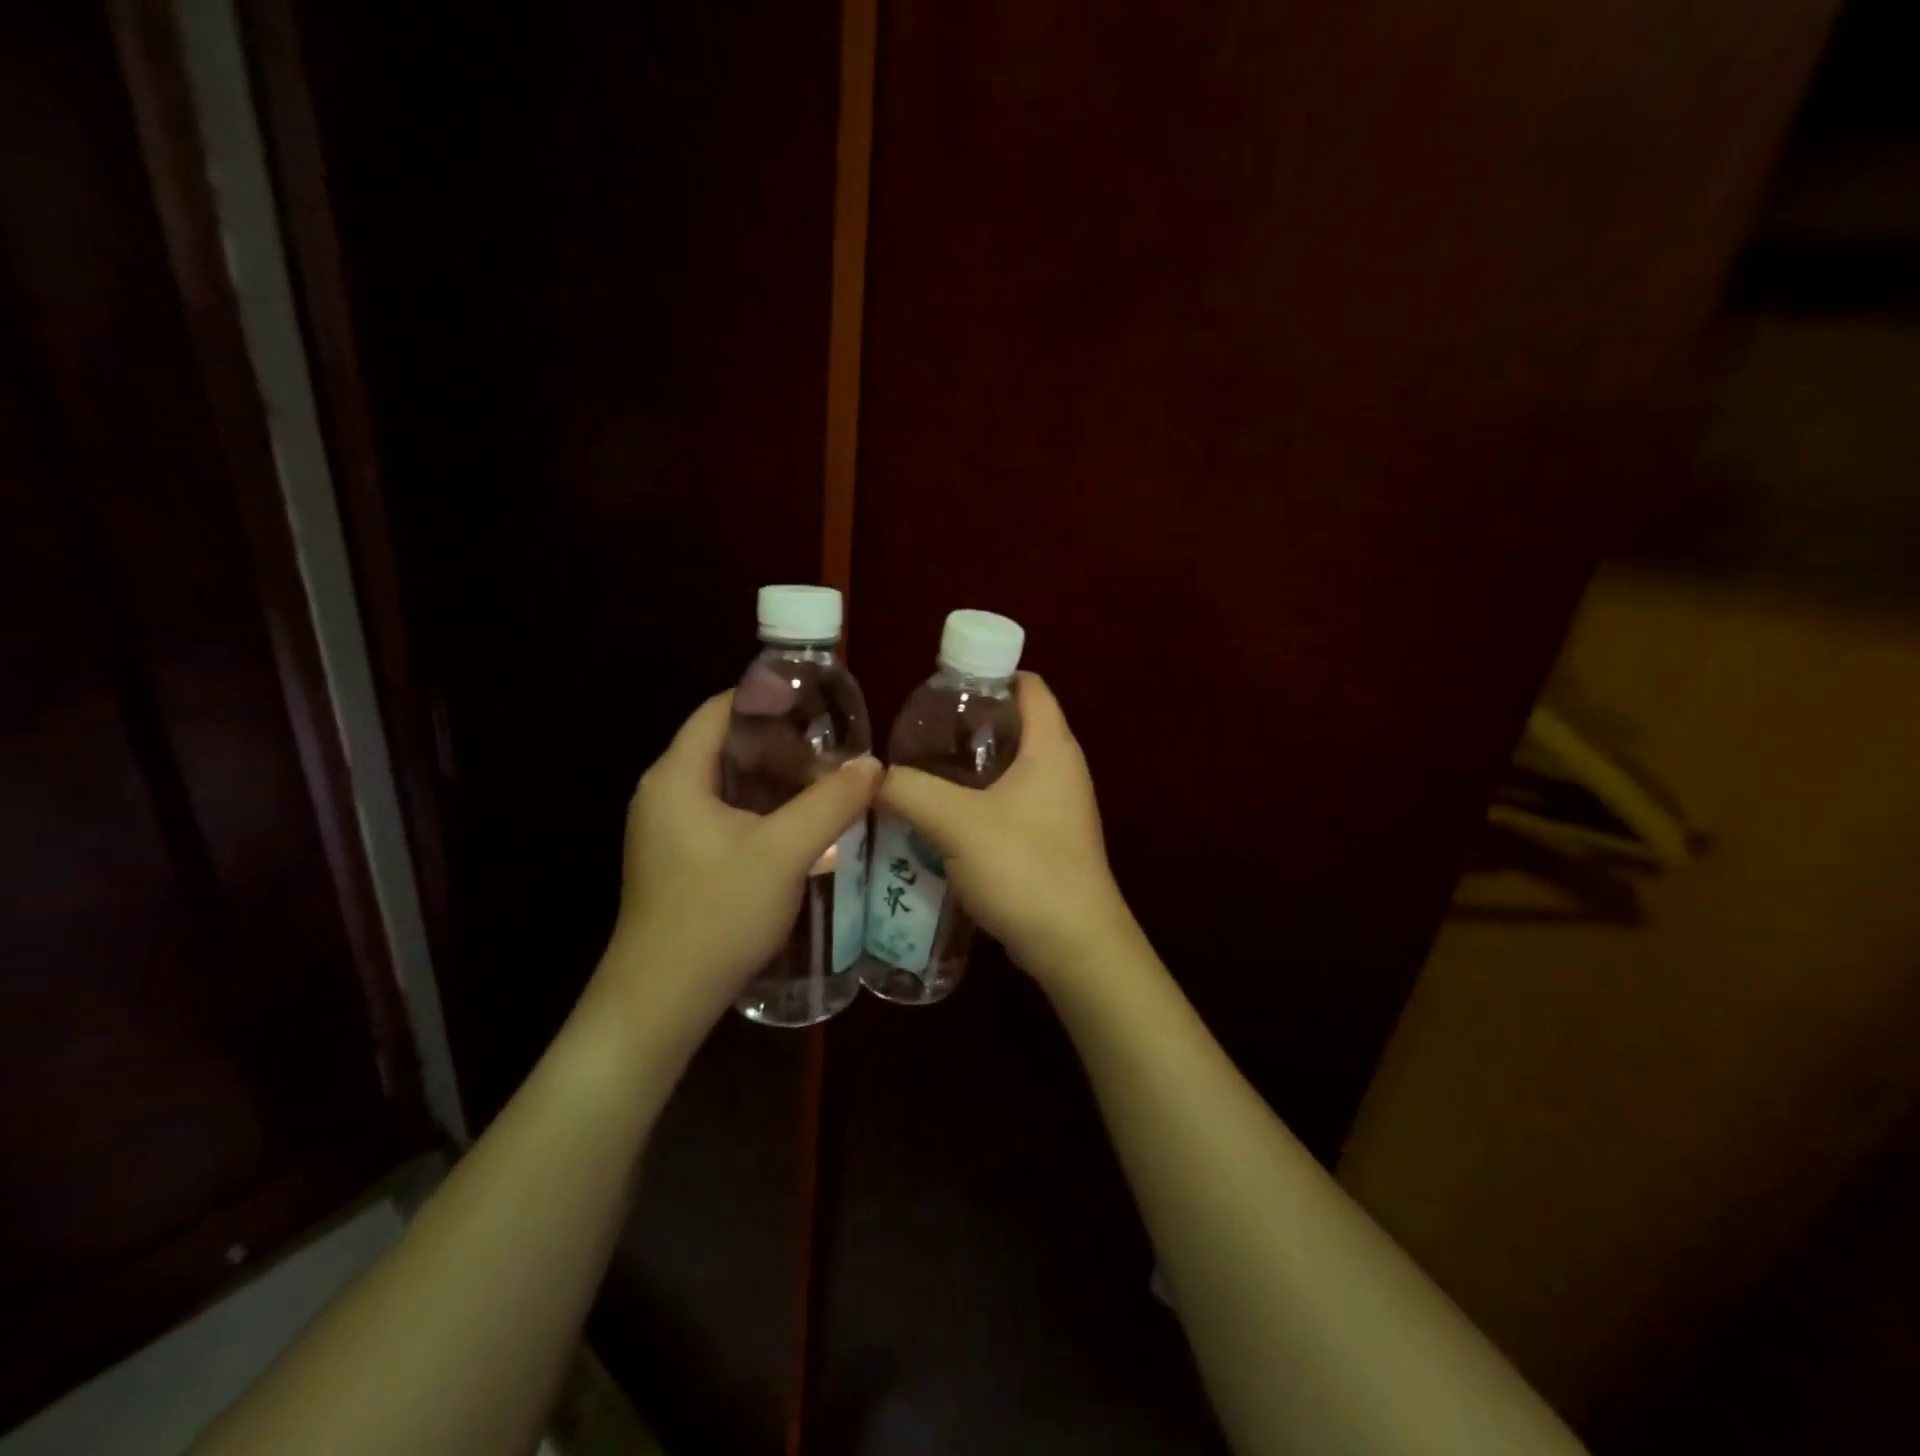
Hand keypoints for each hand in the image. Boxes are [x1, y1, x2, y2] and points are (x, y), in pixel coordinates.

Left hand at [594, 692, 880, 1038]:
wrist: (660, 1003)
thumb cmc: (716, 916)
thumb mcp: (783, 854)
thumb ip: (830, 803)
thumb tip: (874, 764)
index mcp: (676, 777)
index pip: (721, 710)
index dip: (769, 699)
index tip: (821, 707)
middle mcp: (664, 794)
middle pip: (725, 744)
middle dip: (781, 743)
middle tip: (833, 752)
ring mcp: (667, 829)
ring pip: (727, 783)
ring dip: (775, 779)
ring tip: (826, 784)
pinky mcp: (677, 859)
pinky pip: (723, 814)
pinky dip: (761, 808)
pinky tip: (800, 826)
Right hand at [877, 673, 1134, 983]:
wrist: (1074, 946)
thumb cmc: (1025, 867)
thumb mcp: (957, 823)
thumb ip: (909, 790)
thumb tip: (871, 775)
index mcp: (1051, 747)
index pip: (1027, 684)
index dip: (988, 672)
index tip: (940, 684)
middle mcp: (1061, 768)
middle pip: (1014, 724)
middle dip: (966, 723)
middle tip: (916, 731)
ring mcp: (1057, 806)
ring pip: (1007, 768)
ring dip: (967, 767)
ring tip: (918, 770)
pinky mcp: (1047, 839)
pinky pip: (1007, 803)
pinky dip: (975, 801)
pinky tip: (938, 816)